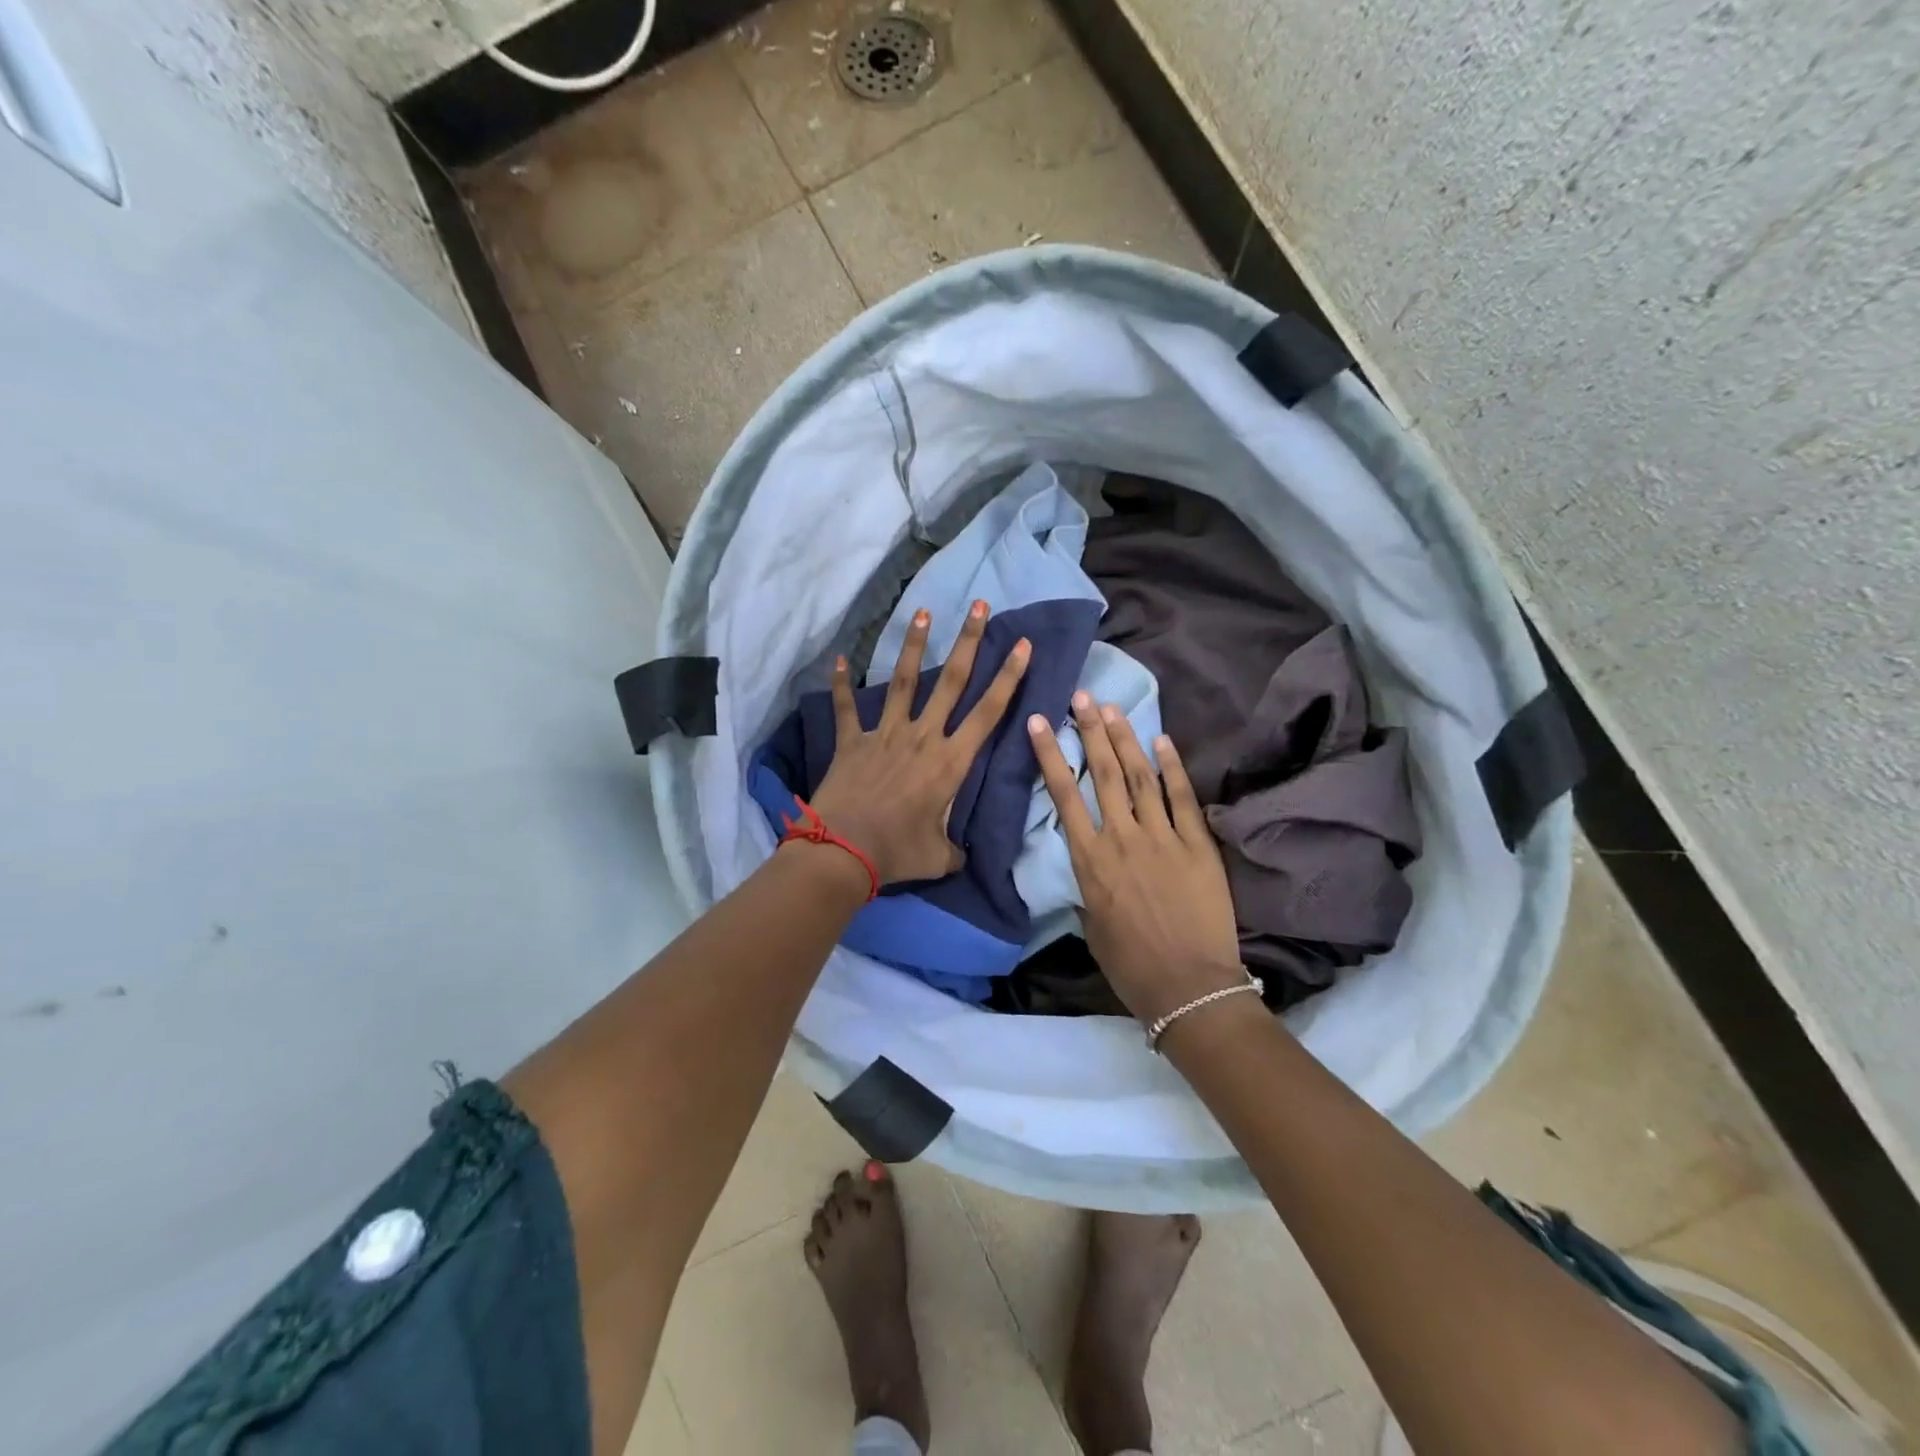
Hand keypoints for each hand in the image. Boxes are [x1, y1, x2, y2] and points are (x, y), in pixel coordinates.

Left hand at [807, 602, 1030, 885]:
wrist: (843, 851)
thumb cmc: (898, 852)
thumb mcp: (939, 857)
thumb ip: (954, 850)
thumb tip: (960, 855)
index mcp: (950, 762)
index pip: (988, 713)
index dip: (1008, 678)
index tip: (1022, 646)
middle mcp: (922, 737)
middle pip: (951, 681)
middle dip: (969, 642)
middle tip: (979, 606)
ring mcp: (885, 735)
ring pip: (903, 682)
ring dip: (915, 646)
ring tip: (924, 613)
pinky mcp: (852, 742)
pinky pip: (846, 708)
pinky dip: (841, 685)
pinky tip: (839, 659)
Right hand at [1028, 694, 1243, 1022]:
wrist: (1188, 986)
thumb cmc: (1130, 964)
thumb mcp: (1091, 926)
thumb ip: (1088, 887)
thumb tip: (1090, 866)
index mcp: (1090, 860)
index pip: (1064, 796)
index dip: (1051, 755)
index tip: (1040, 722)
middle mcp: (1122, 838)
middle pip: (1102, 773)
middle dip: (1090, 731)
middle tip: (1081, 697)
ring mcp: (1163, 837)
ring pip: (1139, 777)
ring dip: (1125, 739)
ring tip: (1112, 708)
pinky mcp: (1197, 845)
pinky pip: (1182, 797)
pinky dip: (1172, 767)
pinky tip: (1162, 740)